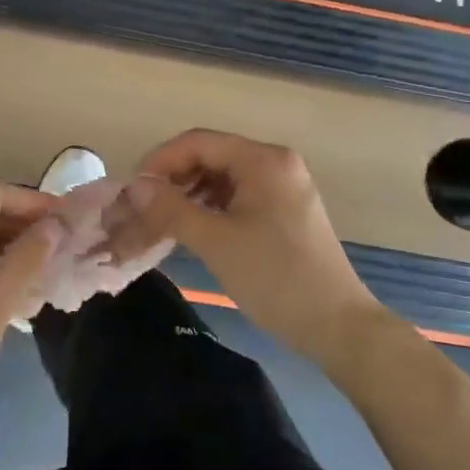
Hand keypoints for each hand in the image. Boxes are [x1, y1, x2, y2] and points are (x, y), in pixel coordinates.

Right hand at [109, 129, 383, 366]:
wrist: (338, 327)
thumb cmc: (275, 278)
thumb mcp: (216, 241)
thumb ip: (170, 209)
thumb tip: (133, 188)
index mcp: (263, 159)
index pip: (197, 142)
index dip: (159, 162)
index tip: (132, 191)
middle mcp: (275, 163)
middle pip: (209, 156)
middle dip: (172, 179)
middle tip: (143, 209)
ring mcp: (283, 186)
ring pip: (221, 177)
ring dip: (188, 194)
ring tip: (162, 221)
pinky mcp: (284, 211)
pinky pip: (237, 196)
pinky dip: (210, 208)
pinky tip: (192, 229)